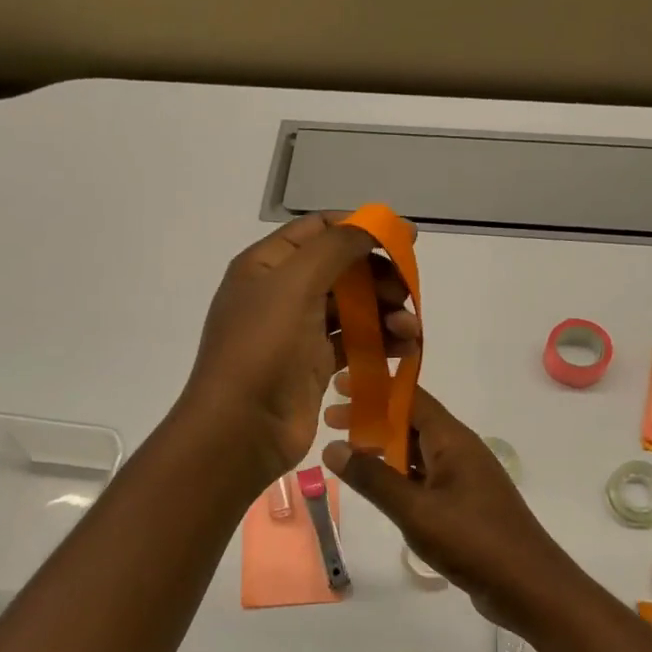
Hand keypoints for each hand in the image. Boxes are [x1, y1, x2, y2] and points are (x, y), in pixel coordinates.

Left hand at [176, 214, 419, 487]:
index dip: (362, 227)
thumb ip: (338, 246)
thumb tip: (381, 222)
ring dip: (386, 312)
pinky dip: (380, 342)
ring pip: (352, 308)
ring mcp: (297, 331)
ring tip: (410, 330)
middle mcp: (281, 293)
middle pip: (342, 269)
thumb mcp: (296, 283)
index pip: (319, 230)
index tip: (406, 239)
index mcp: (266, 265)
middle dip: (380, 277)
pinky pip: (354, 342)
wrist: (241, 429)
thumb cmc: (263, 348)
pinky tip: (404, 349)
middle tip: (407, 294)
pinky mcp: (313, 365)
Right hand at [323, 386, 578, 633]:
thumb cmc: (472, 540)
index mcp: (452, 440)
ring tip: (345, 452)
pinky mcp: (464, 504)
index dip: (374, 388)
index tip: (338, 386)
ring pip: (417, 451)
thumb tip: (333, 447)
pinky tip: (377, 487)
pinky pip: (425, 478)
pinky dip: (398, 475)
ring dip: (383, 448)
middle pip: (411, 422)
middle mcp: (459, 451)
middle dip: (371, 418)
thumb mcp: (415, 510)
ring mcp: (464, 478)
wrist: (528, 586)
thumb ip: (373, 479)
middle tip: (330, 421)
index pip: (410, 397)